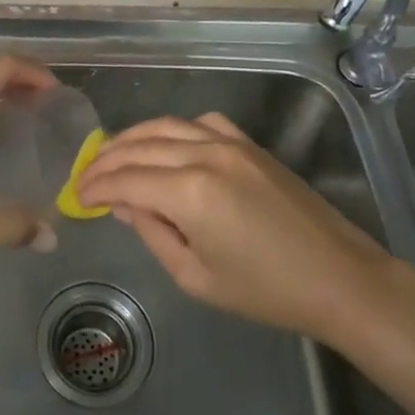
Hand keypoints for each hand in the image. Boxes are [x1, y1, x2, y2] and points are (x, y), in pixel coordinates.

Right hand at [76, 112, 385, 340]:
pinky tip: (165, 144)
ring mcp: (230, 143)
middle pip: (140, 146)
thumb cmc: (265, 290)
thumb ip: (153, 233)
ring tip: (112, 154)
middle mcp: (205, 155)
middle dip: (107, 160)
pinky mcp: (249, 143)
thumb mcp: (196, 277)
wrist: (338, 276)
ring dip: (134, 137)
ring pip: (167, 126)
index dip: (97, 186)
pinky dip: (174, 129)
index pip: (126, 180)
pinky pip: (201, 123)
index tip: (77, 196)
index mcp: (190, 192)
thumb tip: (124, 204)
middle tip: (86, 175)